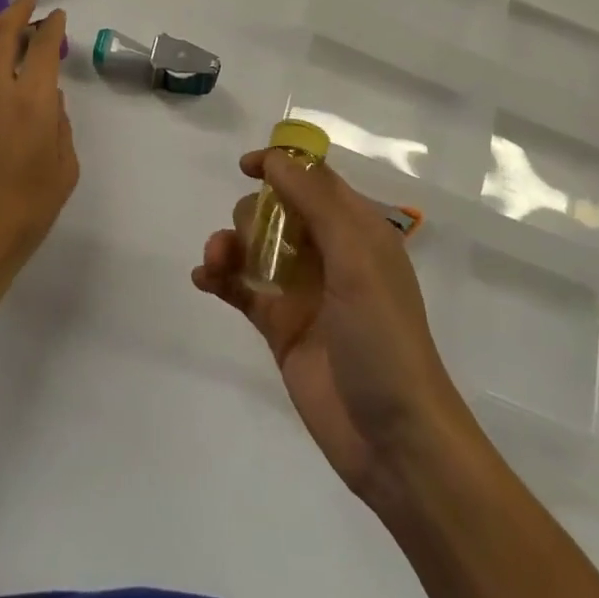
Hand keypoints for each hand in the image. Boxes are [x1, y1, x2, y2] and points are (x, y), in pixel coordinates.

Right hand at [193, 149, 481, 505]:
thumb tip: (273, 158)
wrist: (394, 439)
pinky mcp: (280, 325)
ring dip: (229, 244)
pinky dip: (219, 277)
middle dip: (252, 215)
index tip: (246, 167)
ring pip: (254, 246)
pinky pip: (241, 288)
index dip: (281, 166)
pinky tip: (204, 279)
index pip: (314, 180)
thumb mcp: (357, 259)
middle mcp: (329, 253)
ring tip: (215, 263)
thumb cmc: (383, 338)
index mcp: (357, 231)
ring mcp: (302, 290)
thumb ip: (315, 202)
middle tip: (247, 241)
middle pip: (276, 210)